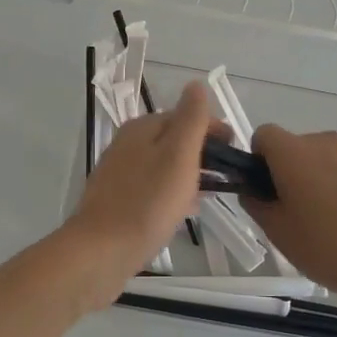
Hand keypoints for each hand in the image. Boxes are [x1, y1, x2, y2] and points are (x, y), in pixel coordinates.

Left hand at [66, 82, 215, 298]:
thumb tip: (196, 84)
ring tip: (210, 193)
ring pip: (163, 165)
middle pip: (172, 140)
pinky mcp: (116, 201)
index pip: (185, 116)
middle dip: (201, 152)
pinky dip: (172, 193)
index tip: (236, 151)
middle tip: (227, 174)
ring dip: (188, 174)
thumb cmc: (147, 202)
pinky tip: (182, 212)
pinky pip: (152, 188)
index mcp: (142, 128)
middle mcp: (126, 144)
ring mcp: (119, 174)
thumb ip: (191, 119)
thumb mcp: (178, 155)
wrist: (101, 252)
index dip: (213, 129)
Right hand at [245, 125, 336, 314]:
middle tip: (305, 210)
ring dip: (328, 175)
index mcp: (293, 154)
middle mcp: (327, 141)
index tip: (269, 188)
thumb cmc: (331, 250)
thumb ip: (256, 204)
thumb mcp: (279, 235)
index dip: (261, 158)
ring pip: (332, 156)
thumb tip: (252, 189)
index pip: (264, 135)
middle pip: (300, 146)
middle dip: (296, 170)